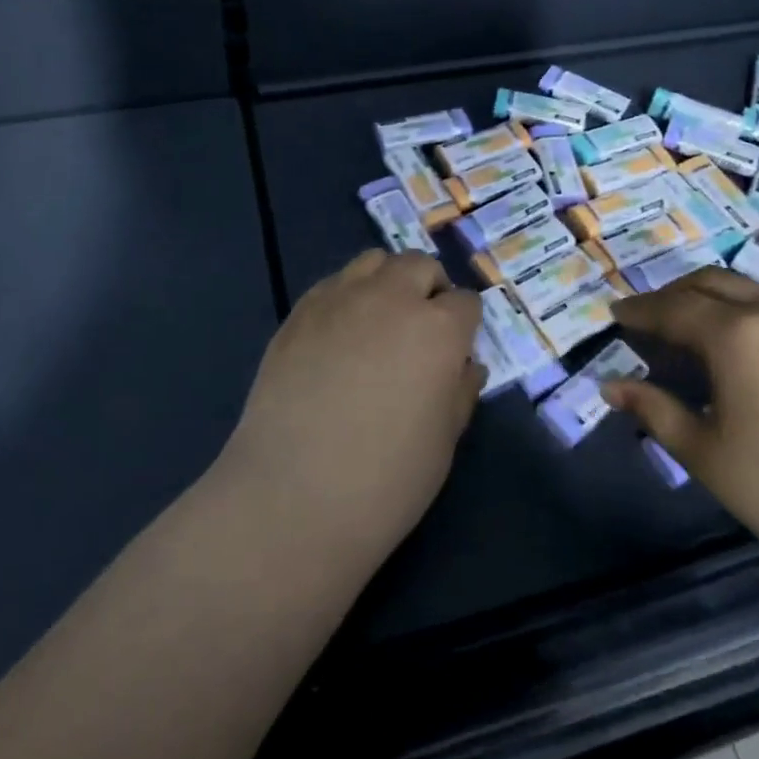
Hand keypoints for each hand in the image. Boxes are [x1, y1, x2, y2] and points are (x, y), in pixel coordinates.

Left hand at [219, 250, 485, 566]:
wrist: (292, 497)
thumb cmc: (385, 481)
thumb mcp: (444, 442)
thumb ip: (460, 391)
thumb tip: (465, 365)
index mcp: (438, 329)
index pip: (466, 303)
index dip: (465, 326)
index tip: (456, 351)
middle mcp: (391, 298)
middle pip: (420, 265)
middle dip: (430, 289)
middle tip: (422, 329)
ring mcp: (340, 299)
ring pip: (374, 261)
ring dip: (388, 281)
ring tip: (380, 321)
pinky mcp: (300, 311)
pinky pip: (334, 283)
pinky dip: (348, 296)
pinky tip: (339, 335)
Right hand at [606, 267, 758, 601]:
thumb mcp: (708, 455)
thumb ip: (655, 411)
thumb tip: (611, 387)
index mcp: (735, 333)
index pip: (672, 307)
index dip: (639, 311)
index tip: (613, 316)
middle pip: (709, 283)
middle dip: (671, 295)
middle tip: (646, 322)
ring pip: (744, 291)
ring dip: (707, 300)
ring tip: (685, 335)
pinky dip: (738, 314)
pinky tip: (733, 352)